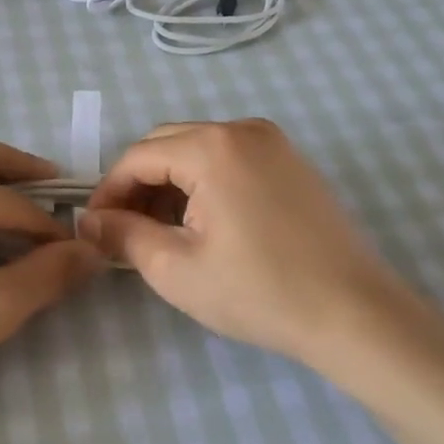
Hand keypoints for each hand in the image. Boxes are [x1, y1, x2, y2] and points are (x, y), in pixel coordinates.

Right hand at [81, 119, 402, 366]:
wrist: (353, 314)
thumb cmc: (258, 291)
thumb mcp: (175, 268)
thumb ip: (124, 235)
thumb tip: (89, 221)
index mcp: (212, 147)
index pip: (137, 157)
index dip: (108, 192)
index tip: (95, 230)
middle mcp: (242, 129)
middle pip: (166, 144)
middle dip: (138, 186)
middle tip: (126, 233)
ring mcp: (273, 142)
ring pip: (198, 150)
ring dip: (169, 184)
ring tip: (162, 233)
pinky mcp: (292, 162)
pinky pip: (230, 159)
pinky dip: (204, 182)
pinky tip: (204, 224)